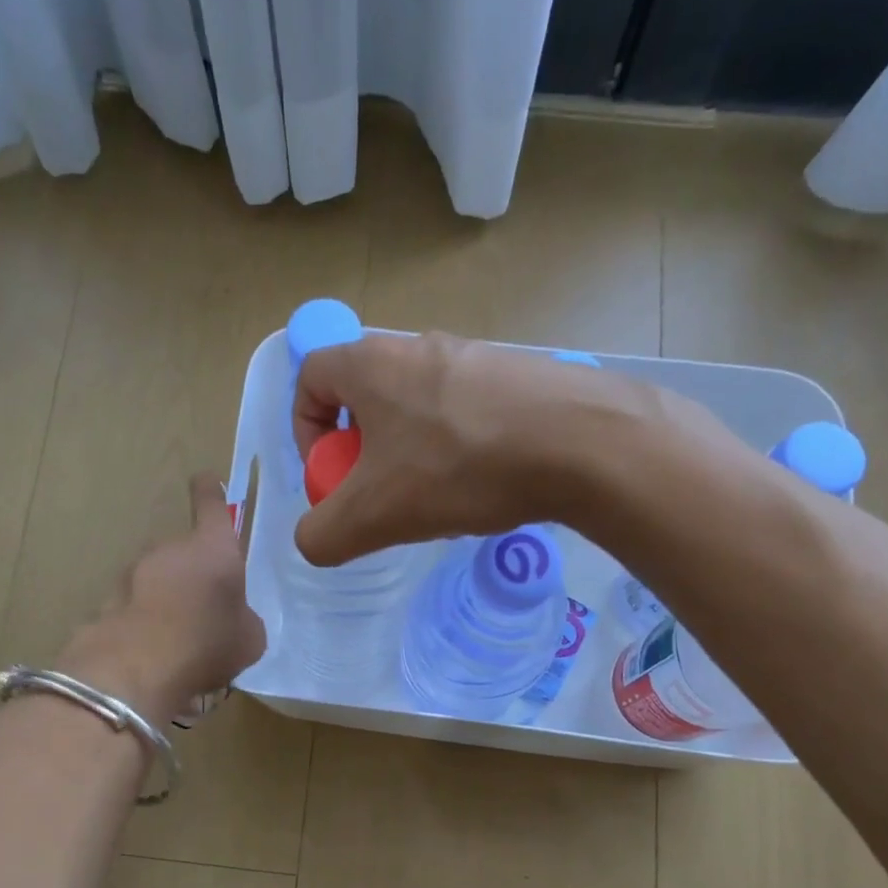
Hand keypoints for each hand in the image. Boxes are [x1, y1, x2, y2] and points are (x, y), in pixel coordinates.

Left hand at [61, 473, 265, 720]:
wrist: (137, 670)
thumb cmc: (207, 644)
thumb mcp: (250, 638)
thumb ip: (244, 618)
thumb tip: (234, 618)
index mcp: (213, 549)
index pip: (212, 507)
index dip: (210, 493)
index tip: (206, 480)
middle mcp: (170, 550)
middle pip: (184, 552)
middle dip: (193, 574)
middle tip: (206, 611)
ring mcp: (133, 573)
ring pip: (158, 579)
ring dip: (168, 599)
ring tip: (179, 639)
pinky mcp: (108, 601)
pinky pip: (136, 607)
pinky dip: (145, 621)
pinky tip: (153, 653)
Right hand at [292, 332, 655, 566]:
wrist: (583, 444)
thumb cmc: (459, 468)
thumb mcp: (373, 515)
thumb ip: (322, 534)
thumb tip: (313, 540)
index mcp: (372, 364)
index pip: (310, 376)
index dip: (305, 429)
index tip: (330, 476)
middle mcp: (420, 347)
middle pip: (365, 397)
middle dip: (361, 453)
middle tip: (381, 498)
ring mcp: (474, 357)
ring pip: (416, 409)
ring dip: (409, 456)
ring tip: (436, 502)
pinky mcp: (518, 376)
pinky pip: (464, 413)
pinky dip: (457, 451)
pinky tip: (483, 488)